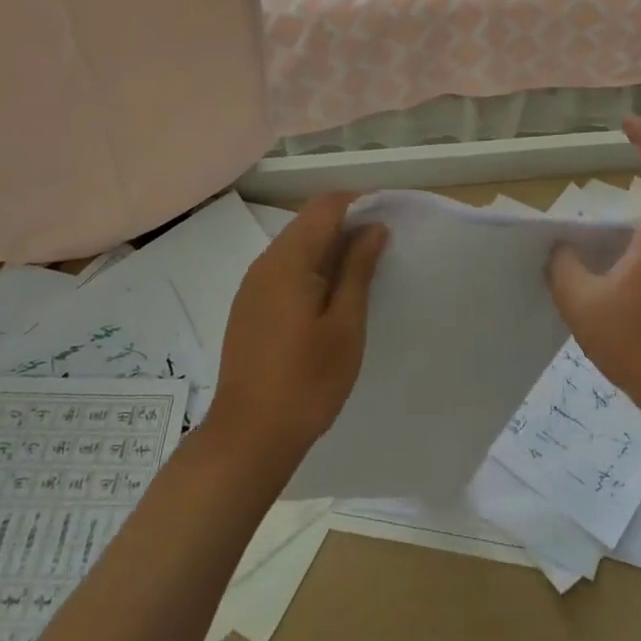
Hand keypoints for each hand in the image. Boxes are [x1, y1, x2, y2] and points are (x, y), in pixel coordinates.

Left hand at [204, 192, 386, 478]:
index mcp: (288, 260)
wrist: (249, 437)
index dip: (360, 203)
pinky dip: (313, 269)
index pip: (325, 206)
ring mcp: (253, 286)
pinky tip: (334, 296)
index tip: (391, 217)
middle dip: (348, 224)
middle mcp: (265, 263)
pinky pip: (285, 270)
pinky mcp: (250, 307)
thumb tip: (373, 227)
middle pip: (309, 222)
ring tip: (365, 271)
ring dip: (331, 248)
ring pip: (297, 246)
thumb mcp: (345, 325)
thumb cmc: (307, 381)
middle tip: (385, 247)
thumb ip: (358, 269)